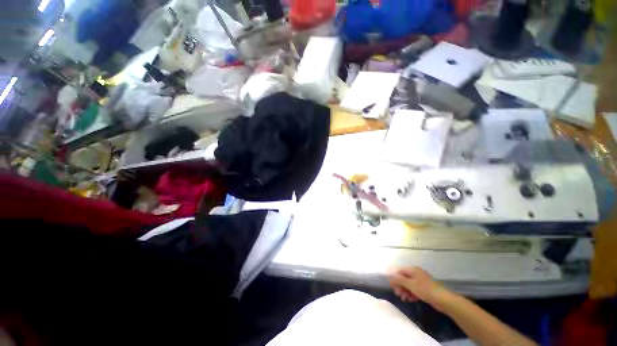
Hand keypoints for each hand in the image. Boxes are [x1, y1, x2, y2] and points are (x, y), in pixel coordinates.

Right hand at [389, 267, 443, 304]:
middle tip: (398, 295)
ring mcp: (421, 281)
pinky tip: (411, 300)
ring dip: (405, 291)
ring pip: (409, 285)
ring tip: (404, 299)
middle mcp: (416, 273)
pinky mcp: (425, 289)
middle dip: (400, 286)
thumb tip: (390, 278)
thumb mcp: (410, 284)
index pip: (400, 271)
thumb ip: (399, 280)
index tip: (392, 288)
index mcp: (413, 269)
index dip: (395, 278)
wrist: (443, 299)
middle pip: (404, 278)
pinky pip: (415, 289)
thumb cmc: (424, 289)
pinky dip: (411, 294)